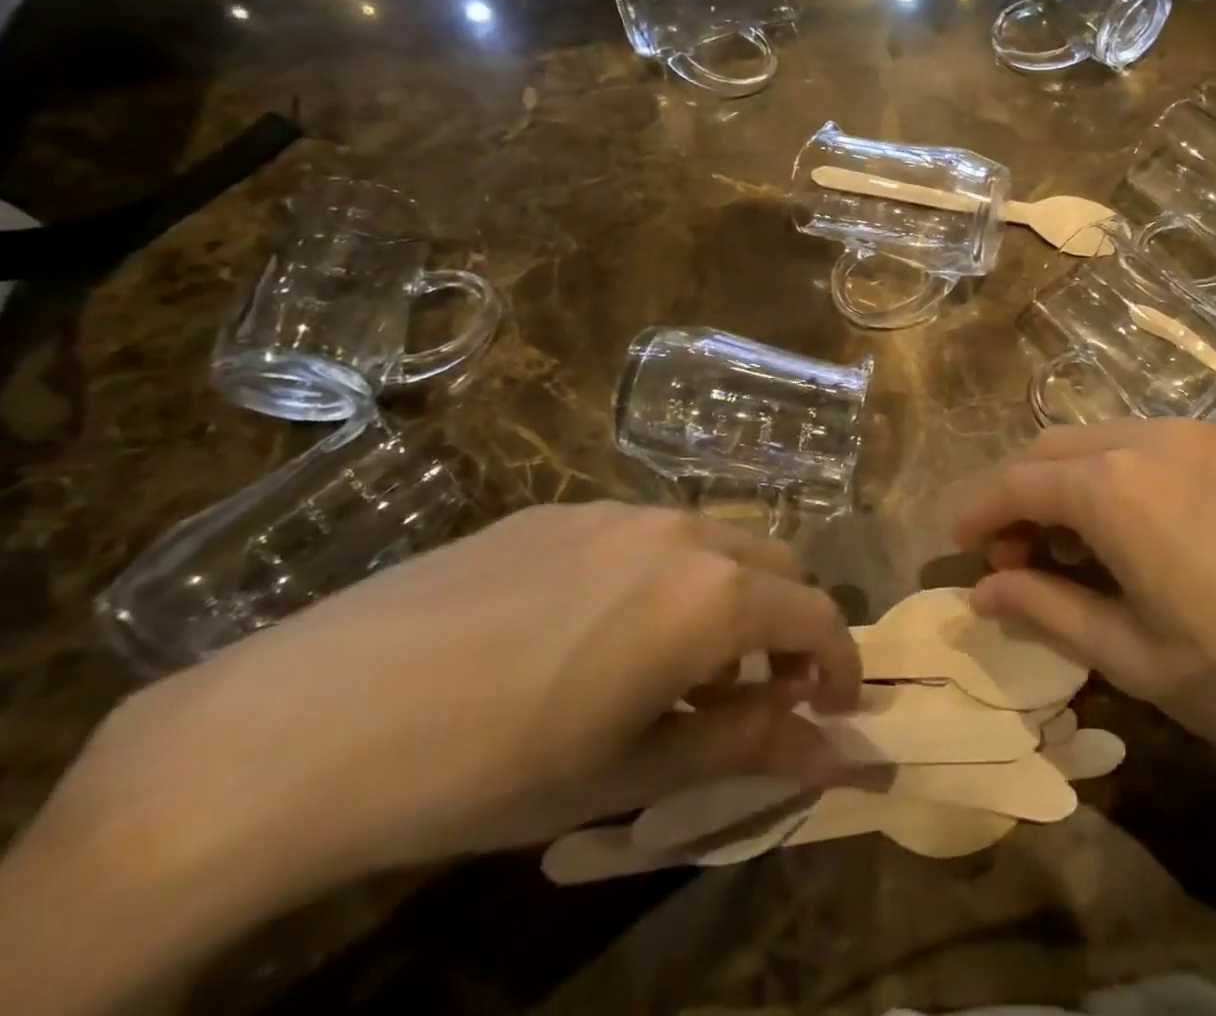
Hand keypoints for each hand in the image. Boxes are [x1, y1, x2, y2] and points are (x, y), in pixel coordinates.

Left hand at [60, 502, 860, 896]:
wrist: (310, 722)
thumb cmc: (490, 769)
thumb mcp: (632, 773)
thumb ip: (745, 747)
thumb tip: (833, 752)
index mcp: (710, 595)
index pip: (817, 614)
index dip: (840, 662)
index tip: (835, 706)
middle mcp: (681, 531)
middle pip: (776, 564)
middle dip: (789, 624)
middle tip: (760, 690)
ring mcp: (617, 510)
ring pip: (713, 542)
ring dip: (728, 595)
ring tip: (680, 663)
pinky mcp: (559, 509)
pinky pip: (644, 534)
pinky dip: (665, 576)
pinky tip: (597, 631)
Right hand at [949, 420, 1215, 822]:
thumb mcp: (1131, 653)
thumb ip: (1045, 610)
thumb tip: (983, 590)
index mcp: (1113, 485)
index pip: (1017, 482)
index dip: (978, 510)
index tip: (957, 542)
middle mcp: (1154, 437)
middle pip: (1059, 449)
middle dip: (1025, 494)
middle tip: (1022, 555)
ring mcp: (1211, 434)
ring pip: (1112, 439)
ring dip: (1079, 480)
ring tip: (1087, 545)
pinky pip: (1167, 444)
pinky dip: (1132, 474)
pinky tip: (1154, 527)